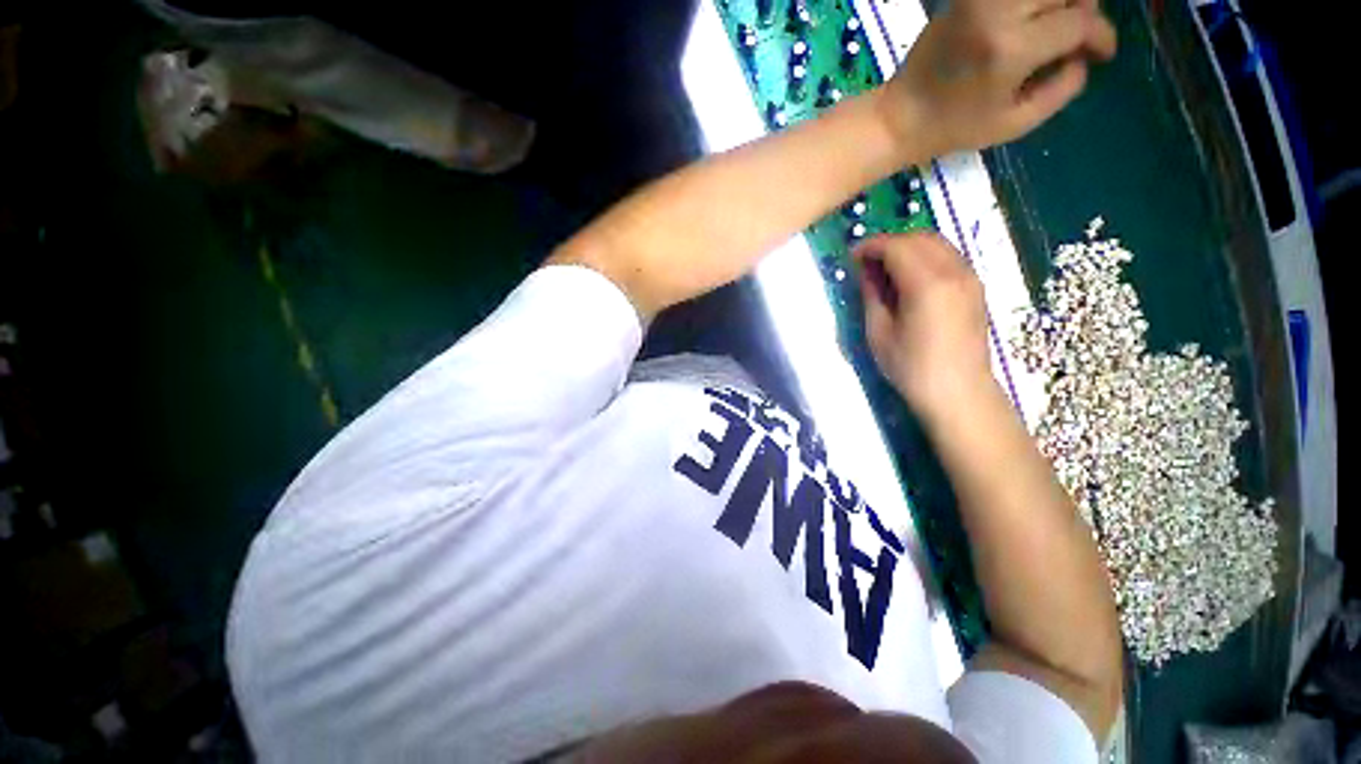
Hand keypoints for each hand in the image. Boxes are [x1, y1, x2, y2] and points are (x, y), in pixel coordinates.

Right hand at [855, 233, 994, 416]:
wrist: (958, 392)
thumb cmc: (911, 367)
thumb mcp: (879, 332)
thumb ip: (872, 294)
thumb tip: (865, 270)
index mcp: (927, 284)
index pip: (896, 246)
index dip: (870, 246)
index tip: (851, 257)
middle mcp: (953, 271)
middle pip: (918, 237)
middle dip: (888, 243)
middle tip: (866, 262)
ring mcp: (969, 277)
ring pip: (937, 242)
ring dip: (908, 247)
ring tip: (886, 268)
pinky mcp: (975, 286)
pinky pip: (948, 255)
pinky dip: (925, 255)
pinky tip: (910, 277)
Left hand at [879, 0, 1117, 156]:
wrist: (899, 117)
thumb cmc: (953, 129)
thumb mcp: (1012, 124)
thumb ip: (1060, 90)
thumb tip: (1084, 60)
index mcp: (1012, 48)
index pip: (1079, 23)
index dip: (1101, 36)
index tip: (1104, 52)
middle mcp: (999, 12)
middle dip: (1083, 10)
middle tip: (1078, 36)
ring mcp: (978, 1)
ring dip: (1058, 1)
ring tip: (1056, 26)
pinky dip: (1030, 3)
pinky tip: (1031, 19)